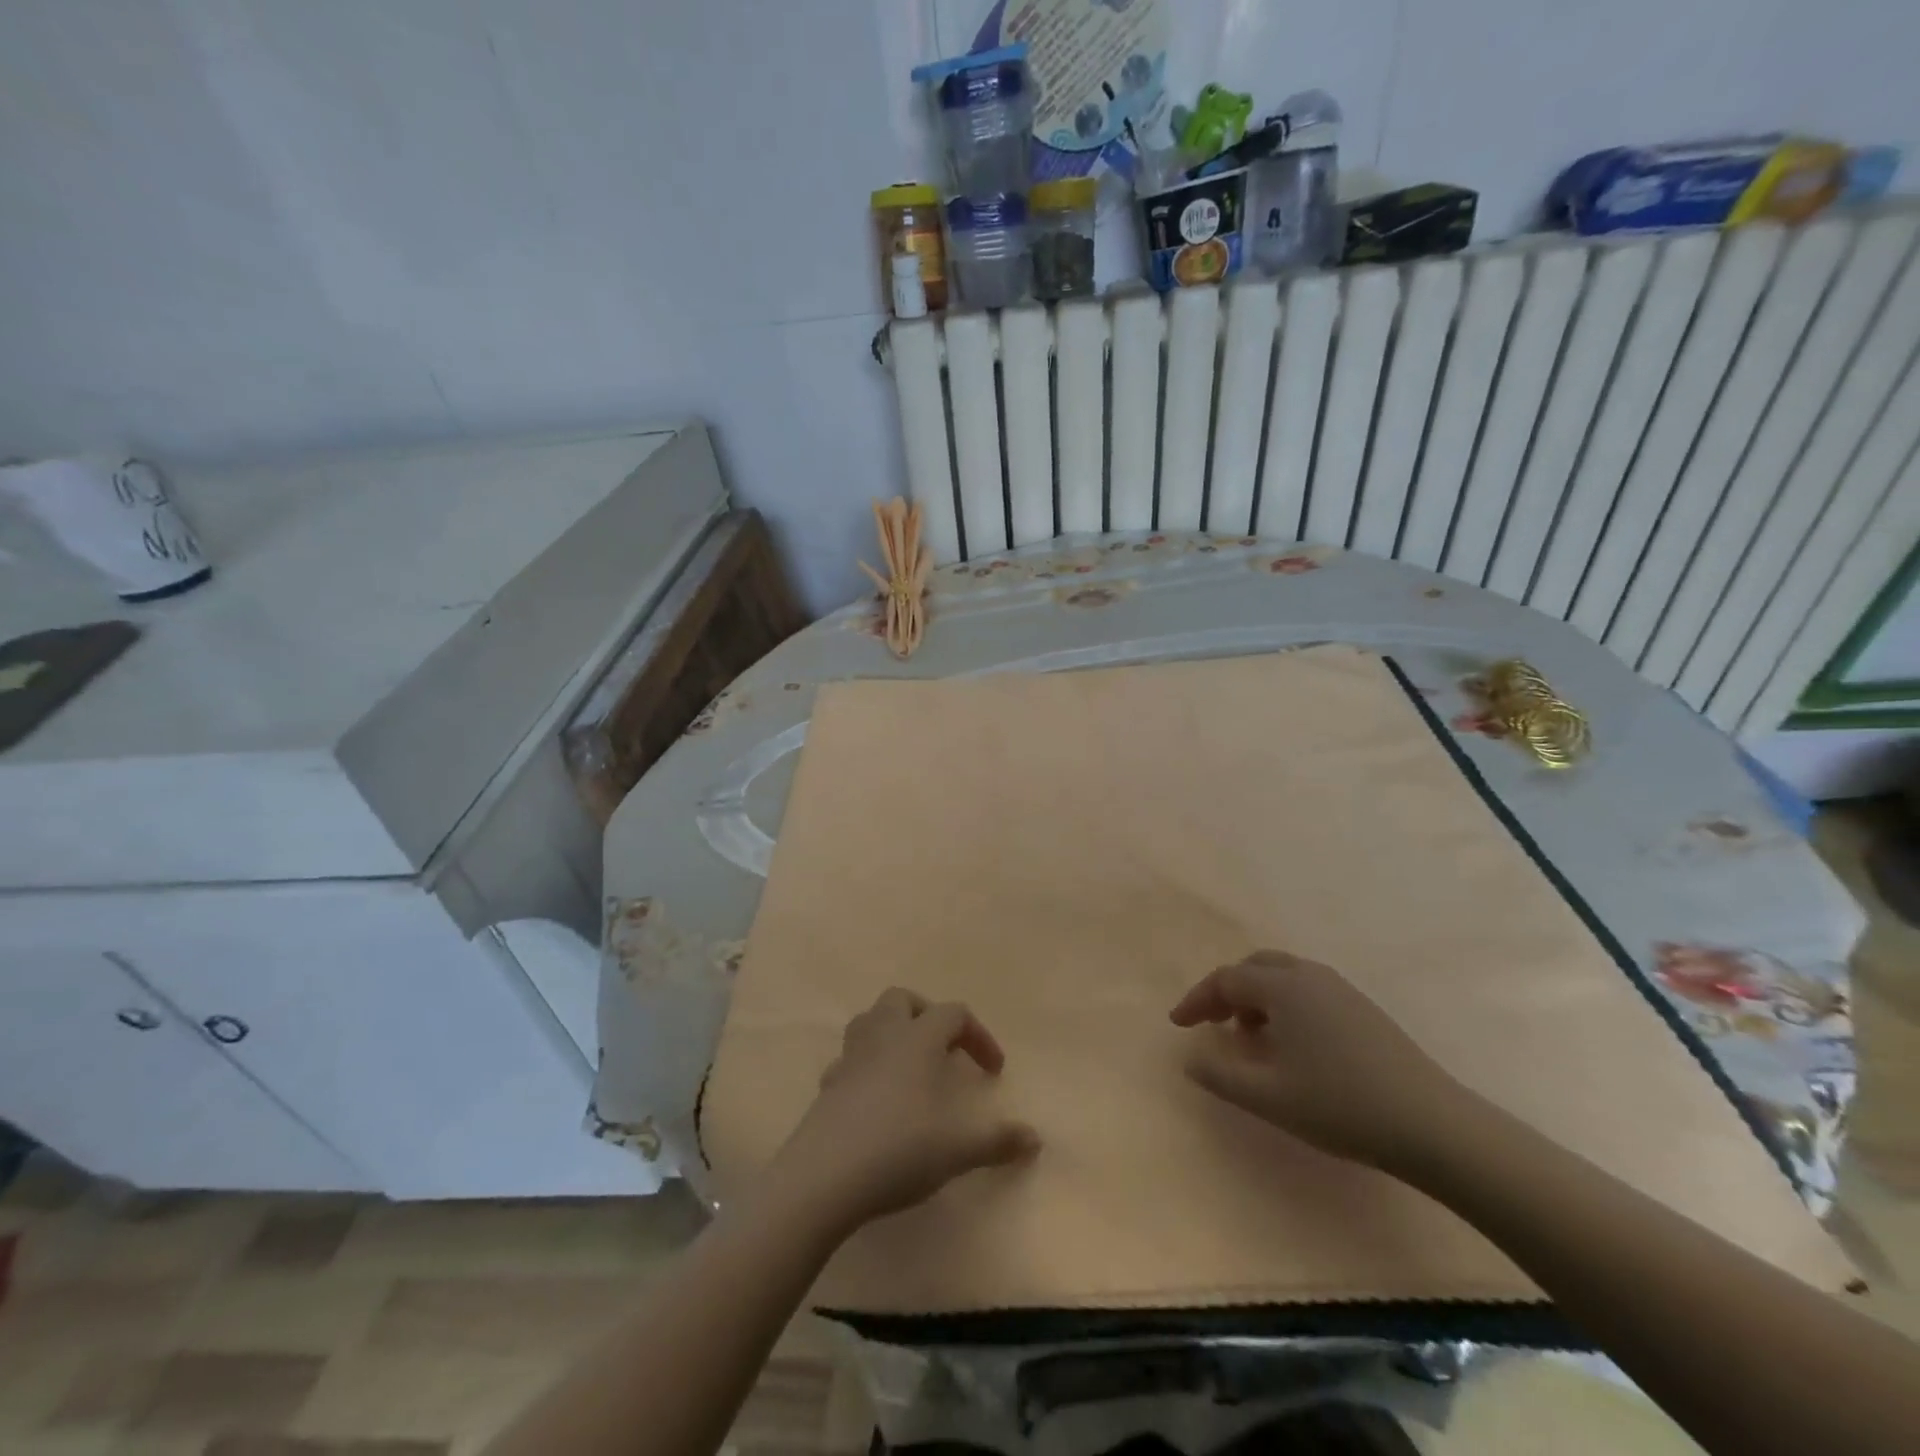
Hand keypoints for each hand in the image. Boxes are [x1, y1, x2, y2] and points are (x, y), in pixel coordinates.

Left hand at [766, 989, 1039, 1233]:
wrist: (824, 1177)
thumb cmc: (898, 1149)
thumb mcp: (956, 1150)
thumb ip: (996, 1141)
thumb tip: (1034, 1138)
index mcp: (918, 1039)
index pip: (953, 1014)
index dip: (979, 1036)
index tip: (992, 1072)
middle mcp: (883, 1036)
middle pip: (903, 999)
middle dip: (927, 1015)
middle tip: (944, 1049)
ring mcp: (850, 1057)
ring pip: (870, 1020)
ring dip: (892, 1032)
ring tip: (910, 1065)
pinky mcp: (827, 1084)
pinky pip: (849, 1059)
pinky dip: (865, 1066)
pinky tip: (874, 1096)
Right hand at [1170, 950, 1470, 1172]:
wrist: (1432, 1125)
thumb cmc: (1340, 1106)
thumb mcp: (1268, 1097)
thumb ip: (1219, 1075)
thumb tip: (1190, 1058)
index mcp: (1283, 987)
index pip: (1225, 980)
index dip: (1197, 1000)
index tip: (1179, 1025)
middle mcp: (1309, 975)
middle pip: (1254, 966)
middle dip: (1226, 990)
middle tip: (1213, 1022)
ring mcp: (1341, 989)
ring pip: (1283, 975)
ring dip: (1256, 996)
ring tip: (1249, 1035)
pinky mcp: (1363, 1007)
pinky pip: (1307, 989)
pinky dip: (1283, 1003)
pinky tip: (1291, 1042)